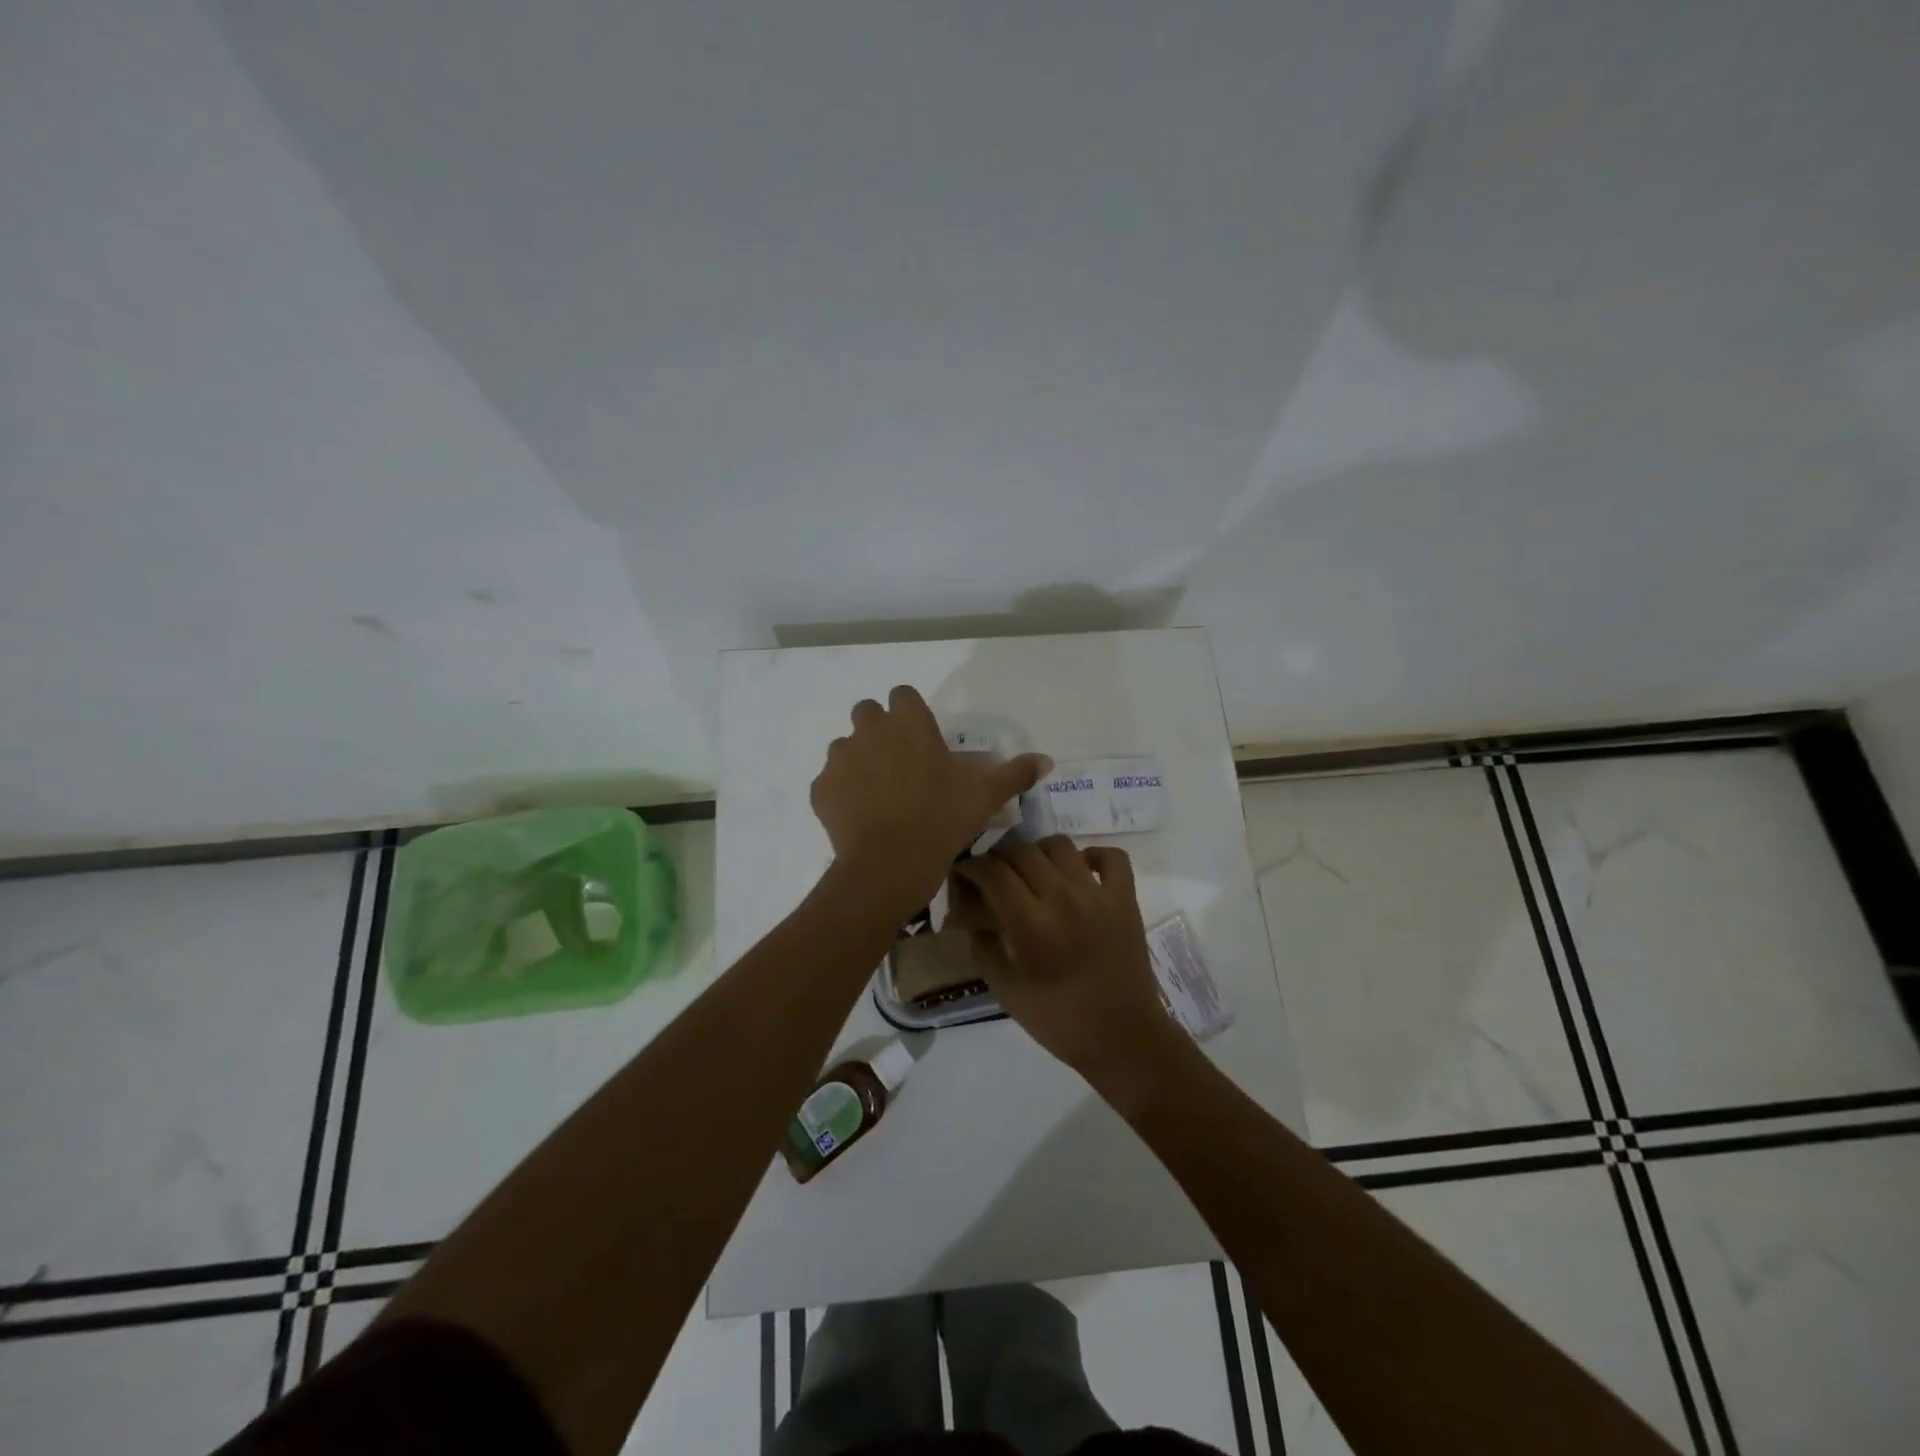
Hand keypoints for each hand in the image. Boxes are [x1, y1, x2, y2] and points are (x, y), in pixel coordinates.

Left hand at [810, 685, 1050, 911]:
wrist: (889, 864)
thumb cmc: (942, 819)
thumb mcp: (986, 795)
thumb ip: (1016, 773)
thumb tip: (1047, 760)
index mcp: (908, 723)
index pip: (903, 694)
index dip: (911, 713)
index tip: (923, 739)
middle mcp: (869, 730)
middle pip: (868, 712)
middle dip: (880, 729)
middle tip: (901, 763)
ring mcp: (840, 759)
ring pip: (845, 747)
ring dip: (859, 760)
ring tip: (879, 794)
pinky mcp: (820, 790)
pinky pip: (830, 783)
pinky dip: (842, 793)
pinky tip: (860, 817)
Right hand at [951, 838, 1186, 1085]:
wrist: (1123, 1038)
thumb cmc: (1060, 1021)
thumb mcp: (1006, 993)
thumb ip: (983, 949)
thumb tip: (970, 919)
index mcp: (1031, 924)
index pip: (993, 873)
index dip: (971, 867)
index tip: (963, 874)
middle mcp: (1063, 898)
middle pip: (1023, 852)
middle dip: (999, 859)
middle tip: (993, 876)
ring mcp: (1098, 894)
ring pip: (1061, 845)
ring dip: (1038, 852)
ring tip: (1032, 871)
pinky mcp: (1126, 898)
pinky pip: (1111, 856)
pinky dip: (1093, 855)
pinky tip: (1080, 872)